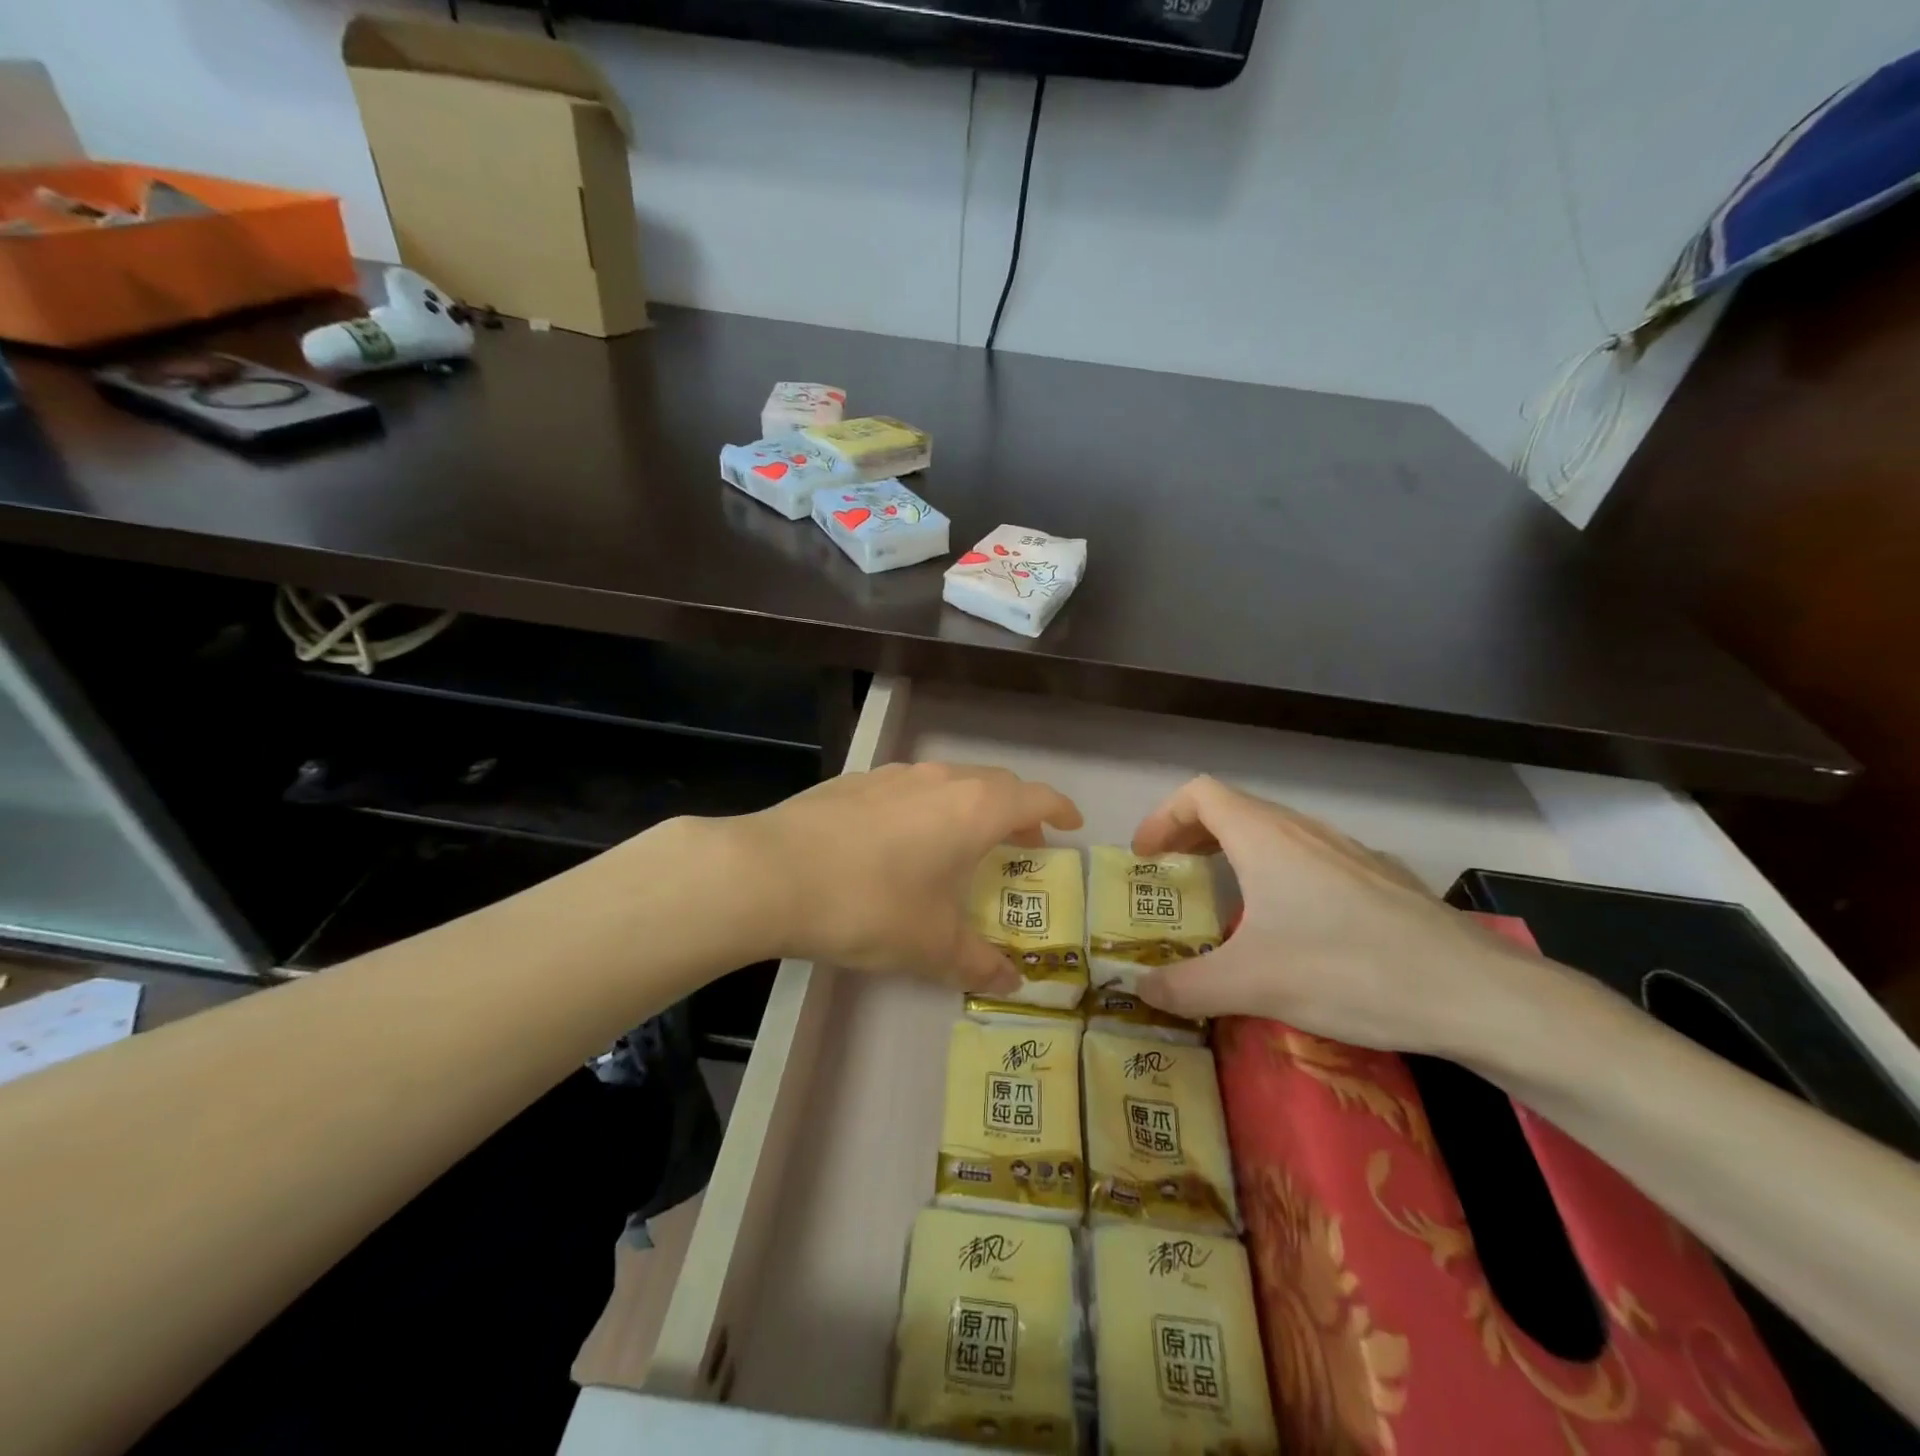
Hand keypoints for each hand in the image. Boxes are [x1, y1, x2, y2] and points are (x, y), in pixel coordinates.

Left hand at [718, 762, 1082, 993]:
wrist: (771, 873)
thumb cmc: (870, 905)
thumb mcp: (930, 945)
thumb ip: (977, 963)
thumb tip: (1012, 983)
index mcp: (974, 809)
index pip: (1035, 797)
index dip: (1060, 809)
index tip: (1071, 824)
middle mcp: (940, 780)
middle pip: (996, 784)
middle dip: (1017, 811)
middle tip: (1022, 842)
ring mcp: (894, 775)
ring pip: (950, 782)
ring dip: (970, 807)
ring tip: (963, 842)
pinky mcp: (855, 781)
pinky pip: (909, 788)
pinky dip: (927, 807)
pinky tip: (902, 841)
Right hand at [1133, 776, 1547, 1054]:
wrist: (1475, 993)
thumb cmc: (1348, 971)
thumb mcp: (1251, 984)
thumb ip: (1185, 986)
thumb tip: (1138, 991)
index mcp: (1264, 837)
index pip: (1198, 794)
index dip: (1162, 817)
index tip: (1145, 857)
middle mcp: (1304, 830)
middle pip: (1233, 809)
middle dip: (1192, 835)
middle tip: (1172, 874)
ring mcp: (1347, 851)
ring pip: (1275, 832)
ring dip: (1236, 852)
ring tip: (1224, 897)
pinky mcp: (1380, 878)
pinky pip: (1310, 858)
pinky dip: (1277, 872)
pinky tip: (1292, 925)